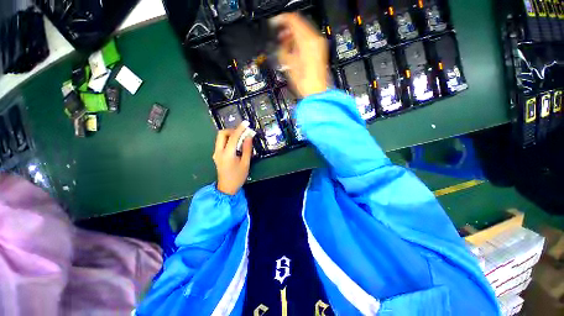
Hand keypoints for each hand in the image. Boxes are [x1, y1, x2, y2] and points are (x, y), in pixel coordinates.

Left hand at [213, 122, 253, 194]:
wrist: (227, 188)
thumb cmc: (238, 177)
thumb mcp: (246, 163)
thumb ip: (247, 149)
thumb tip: (249, 137)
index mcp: (227, 154)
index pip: (233, 137)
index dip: (240, 129)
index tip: (246, 123)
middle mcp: (218, 152)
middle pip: (222, 134)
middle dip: (232, 130)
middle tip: (242, 133)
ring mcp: (216, 153)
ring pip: (220, 138)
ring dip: (230, 135)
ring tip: (241, 139)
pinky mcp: (216, 155)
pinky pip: (221, 143)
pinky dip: (228, 140)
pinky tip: (236, 145)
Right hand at [272, 13, 329, 97]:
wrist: (316, 92)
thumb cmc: (304, 83)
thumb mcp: (288, 65)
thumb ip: (283, 49)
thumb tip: (282, 42)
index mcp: (306, 41)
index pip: (292, 20)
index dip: (281, 20)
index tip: (274, 24)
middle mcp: (315, 39)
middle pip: (299, 24)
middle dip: (287, 29)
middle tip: (279, 36)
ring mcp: (319, 45)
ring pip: (304, 31)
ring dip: (294, 35)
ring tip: (286, 44)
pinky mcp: (320, 51)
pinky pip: (309, 40)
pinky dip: (300, 41)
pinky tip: (295, 49)